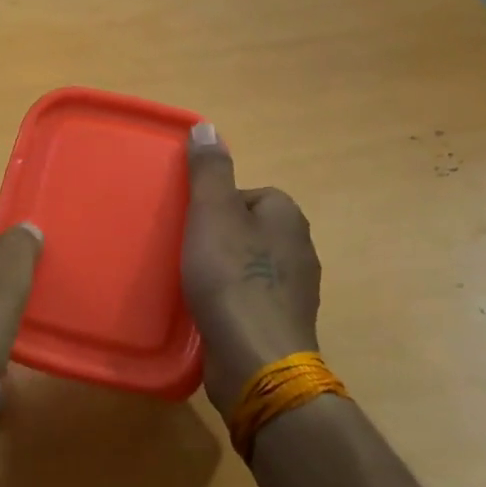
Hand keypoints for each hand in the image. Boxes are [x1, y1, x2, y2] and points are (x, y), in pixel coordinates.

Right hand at [181, 124, 322, 410]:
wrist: (256, 358)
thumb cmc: (232, 278)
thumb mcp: (212, 213)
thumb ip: (209, 172)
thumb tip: (207, 128)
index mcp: (288, 217)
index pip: (250, 194)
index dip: (216, 205)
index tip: (191, 223)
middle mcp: (300, 249)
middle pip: (249, 229)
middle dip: (218, 237)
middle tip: (185, 251)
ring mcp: (294, 290)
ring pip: (251, 265)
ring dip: (224, 270)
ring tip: (191, 282)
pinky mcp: (282, 323)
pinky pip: (251, 298)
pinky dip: (230, 300)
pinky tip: (206, 312)